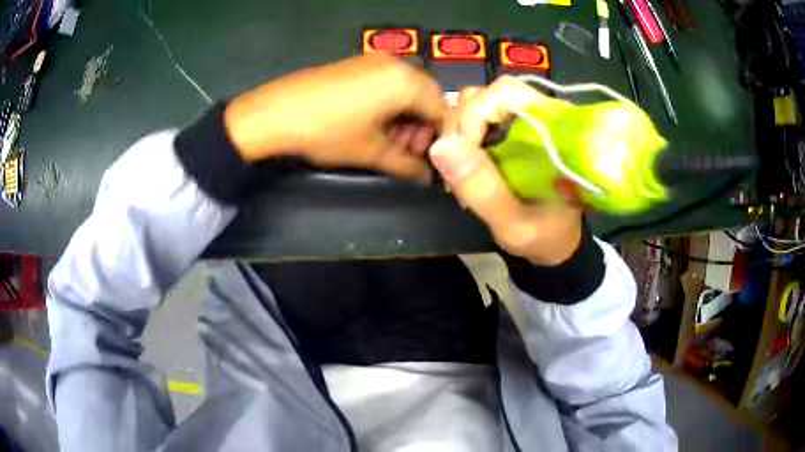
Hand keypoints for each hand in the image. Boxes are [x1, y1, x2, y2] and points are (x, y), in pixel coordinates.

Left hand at [224, 54, 443, 181]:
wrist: (273, 115)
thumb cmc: (327, 132)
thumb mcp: (371, 152)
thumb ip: (406, 165)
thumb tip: (427, 177)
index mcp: (405, 81)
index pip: (442, 109)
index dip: (440, 138)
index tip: (429, 159)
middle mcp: (395, 63)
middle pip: (426, 96)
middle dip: (422, 126)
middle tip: (406, 151)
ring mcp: (373, 60)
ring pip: (406, 89)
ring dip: (406, 116)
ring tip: (389, 141)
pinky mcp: (356, 64)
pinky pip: (386, 82)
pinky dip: (389, 104)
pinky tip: (373, 124)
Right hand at [429, 76, 582, 265]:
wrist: (557, 243)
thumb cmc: (545, 236)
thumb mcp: (514, 224)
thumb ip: (482, 189)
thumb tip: (439, 146)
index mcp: (554, 128)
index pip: (506, 92)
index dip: (475, 116)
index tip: (463, 156)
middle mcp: (540, 113)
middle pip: (486, 95)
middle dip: (461, 130)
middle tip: (457, 173)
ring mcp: (524, 118)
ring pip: (476, 103)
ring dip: (458, 135)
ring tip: (461, 173)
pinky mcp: (512, 127)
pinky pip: (475, 118)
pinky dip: (461, 139)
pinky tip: (465, 168)